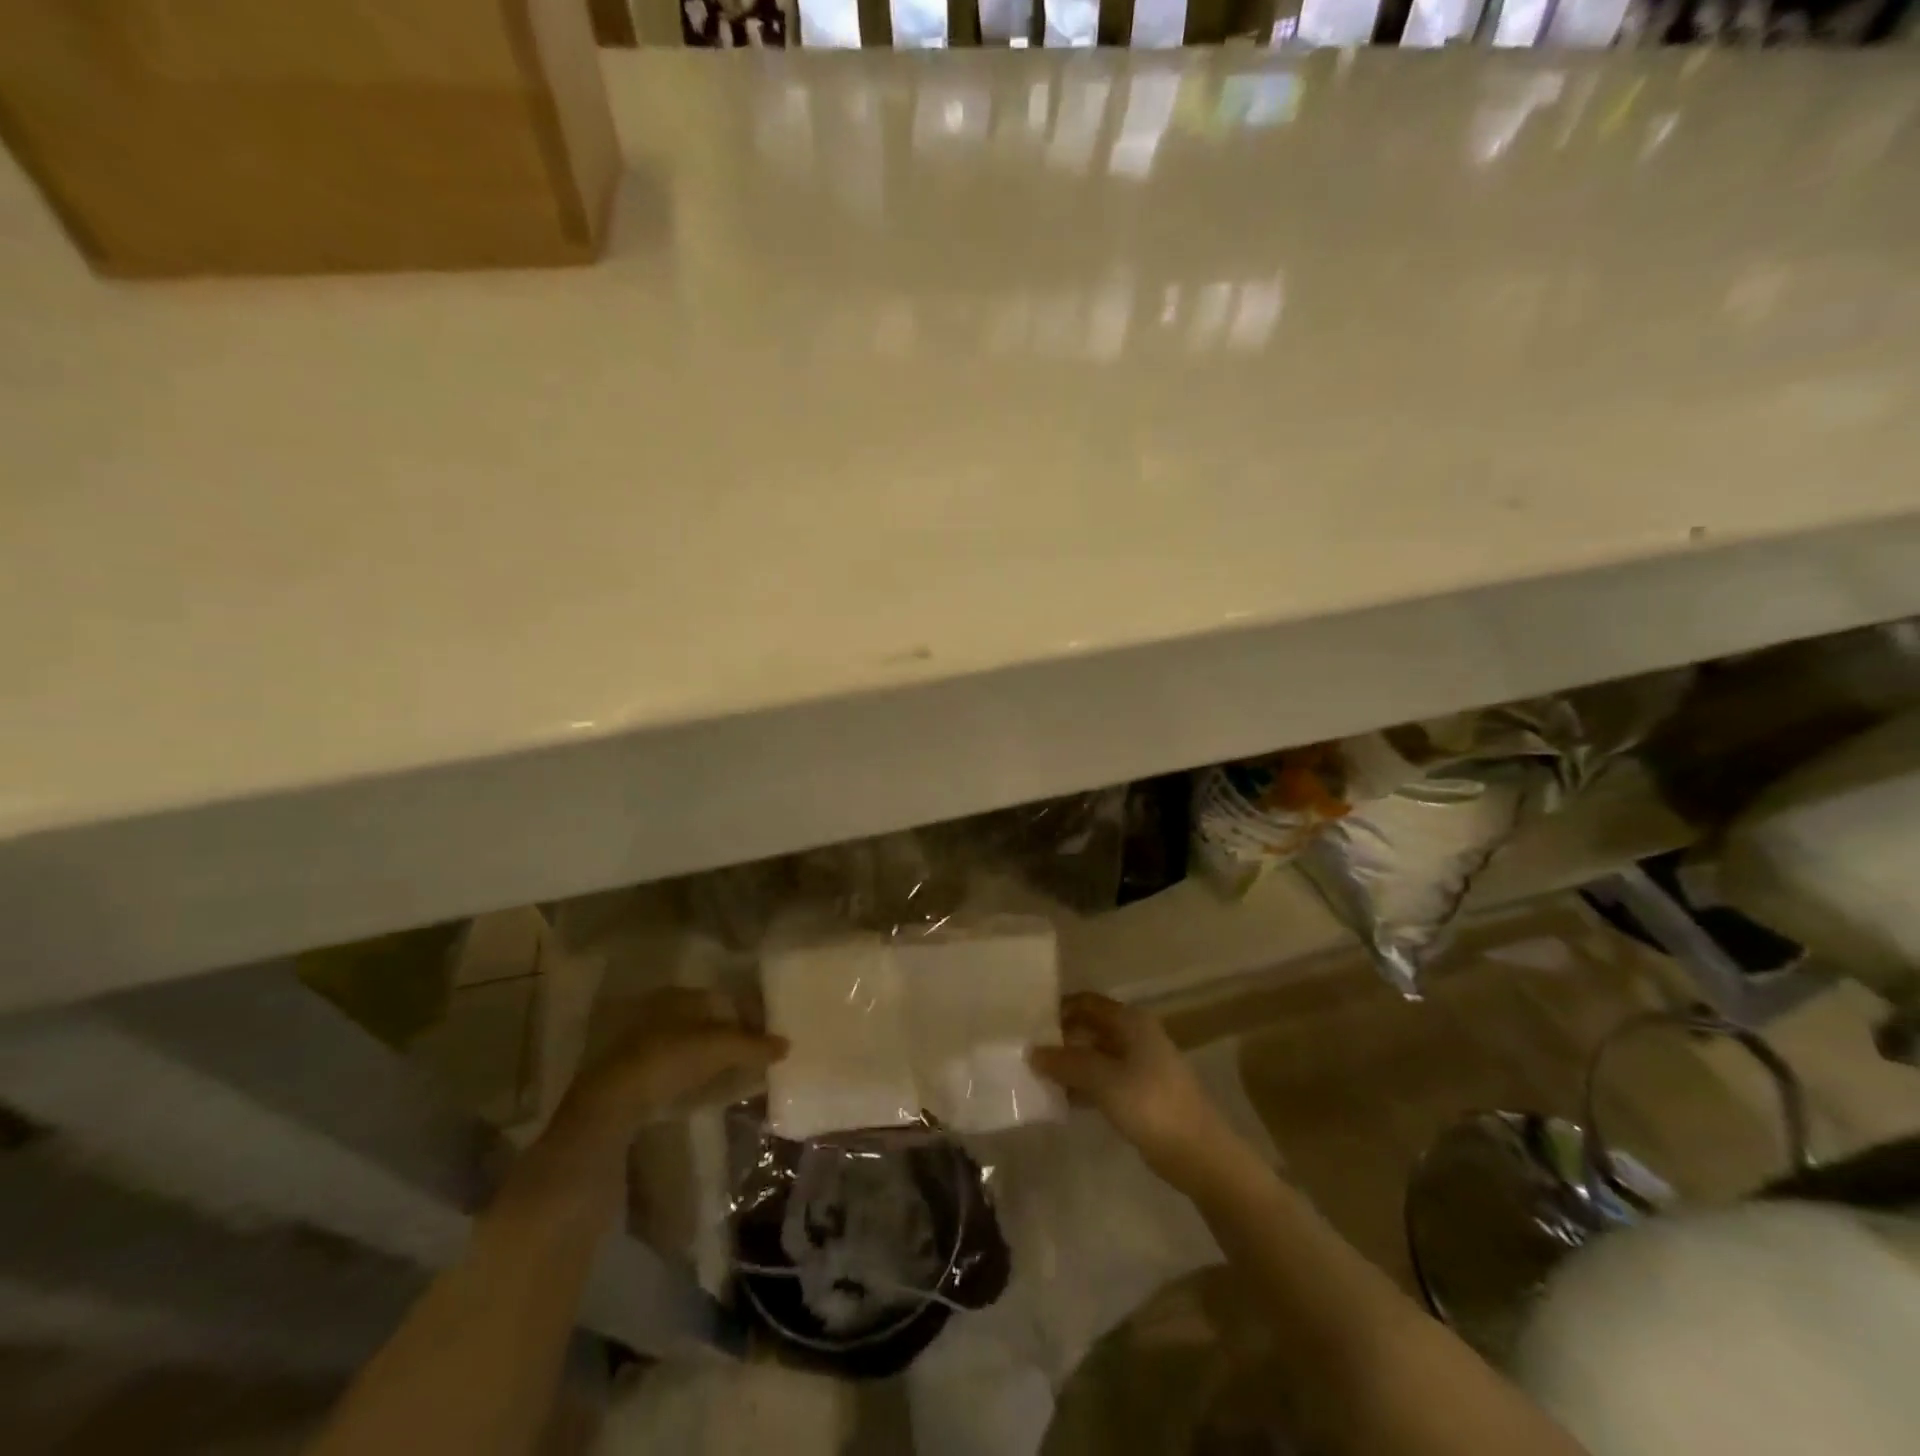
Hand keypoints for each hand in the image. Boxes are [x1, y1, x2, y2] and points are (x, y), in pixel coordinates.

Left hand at [564, 987, 787, 1134]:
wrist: (612, 1102)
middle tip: (756, 1056)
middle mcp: (663, 1010)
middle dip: (733, 1037)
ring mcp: (646, 1041)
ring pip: (693, 1045)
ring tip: (738, 1075)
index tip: (767, 1037)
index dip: (749, 1016)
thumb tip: (786, 1044)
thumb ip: (754, 1045)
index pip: (725, 999)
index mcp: (682, 995)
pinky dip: (697, 1074)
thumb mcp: (720, 1048)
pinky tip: (709, 1089)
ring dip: (715, 1058)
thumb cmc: (669, 1059)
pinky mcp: (636, 1072)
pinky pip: (678, 1067)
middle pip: (709, 1021)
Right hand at [1029, 992, 1244, 1191]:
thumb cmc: (1152, 1106)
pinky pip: (1103, 1080)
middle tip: (1026, 1050)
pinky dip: (1083, 1085)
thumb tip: (1032, 1051)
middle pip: (1089, 1027)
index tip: (1027, 1022)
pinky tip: (1061, 1099)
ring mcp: (1139, 1065)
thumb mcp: (1104, 1080)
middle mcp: (1135, 1035)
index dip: (1058, 1008)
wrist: (1201, 1155)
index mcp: (1130, 1021)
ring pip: (1095, 1055)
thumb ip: (1067, 1062)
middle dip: (1060, 1038)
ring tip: (1035, 1075)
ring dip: (1069, 1064)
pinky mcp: (1139, 1093)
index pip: (1086, 1002)